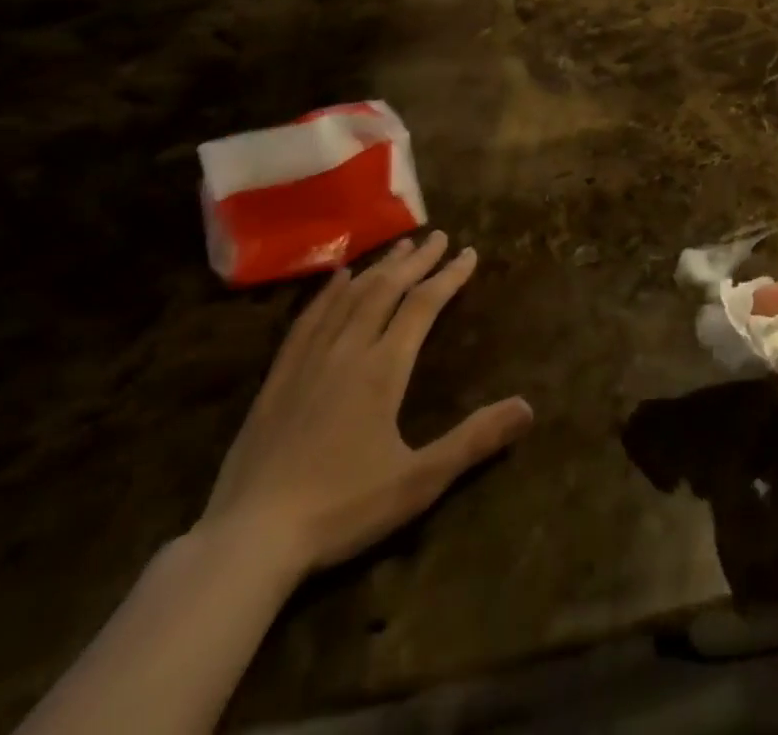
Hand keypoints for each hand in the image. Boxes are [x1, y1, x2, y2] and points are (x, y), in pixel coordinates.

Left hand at [197, 232, 533, 581]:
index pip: (423, 306)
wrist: (248, 540)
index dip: (449, 276)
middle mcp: (348, 351)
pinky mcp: (278, 379)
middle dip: (416, 261)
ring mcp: (308, 362)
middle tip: (438, 236)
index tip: (469, 252)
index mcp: (383, 369)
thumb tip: (528, 408)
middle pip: (386, 291)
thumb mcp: (418, 481)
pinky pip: (307, 320)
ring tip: (399, 246)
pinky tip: (337, 278)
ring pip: (349, 298)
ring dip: (378, 268)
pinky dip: (328, 292)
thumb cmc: (341, 509)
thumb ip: (473, 440)